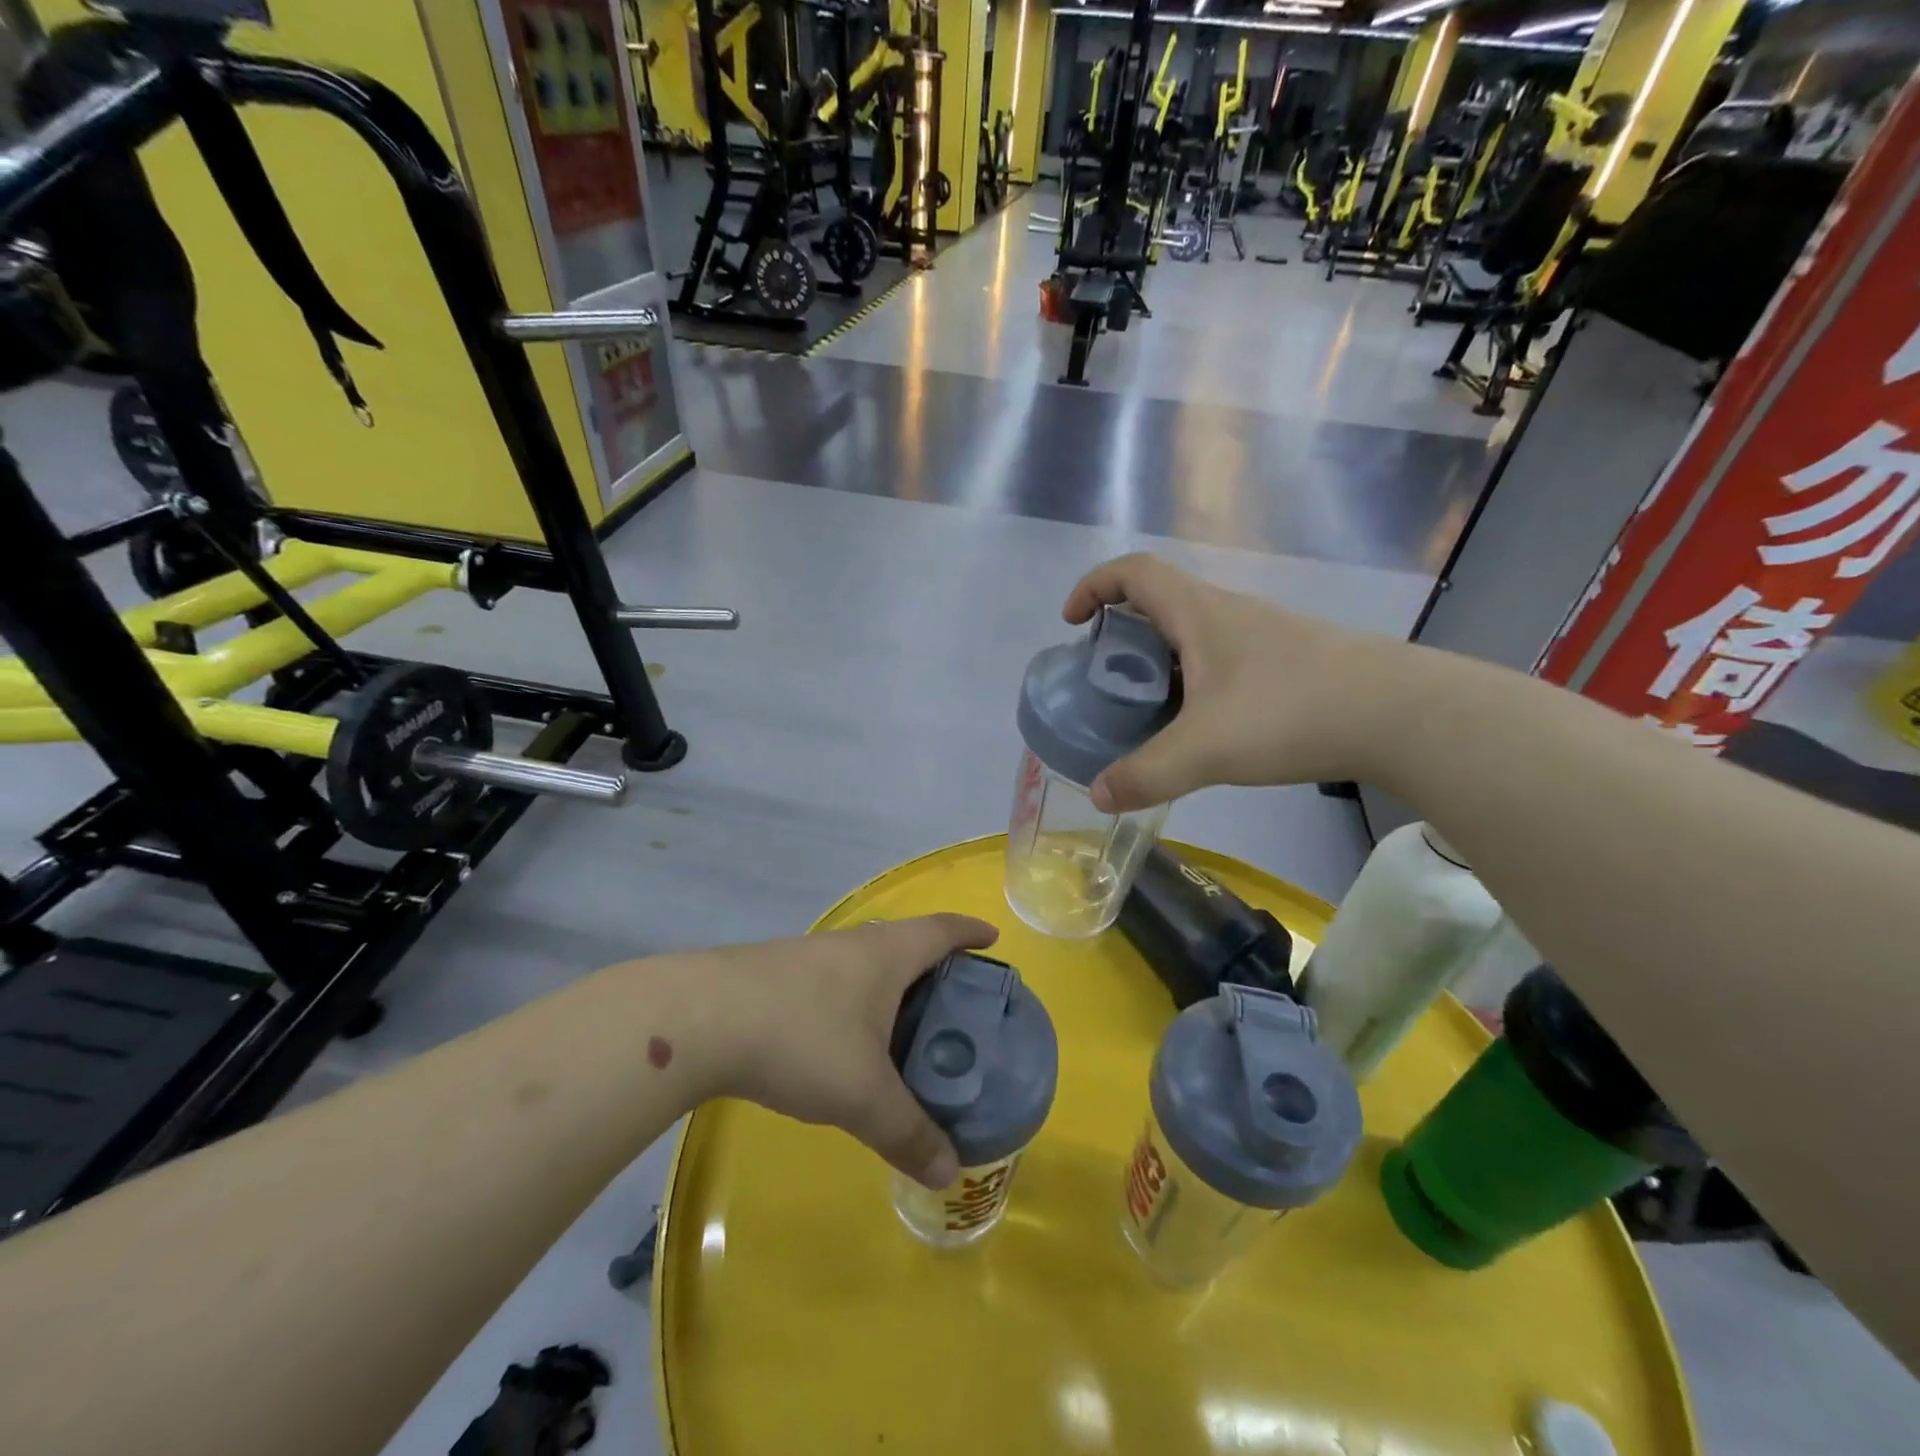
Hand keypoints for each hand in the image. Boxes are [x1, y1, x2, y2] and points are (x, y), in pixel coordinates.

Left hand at [698, 914, 999, 1189]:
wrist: (700, 1018)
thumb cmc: (802, 1038)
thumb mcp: (863, 1094)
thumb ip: (909, 1133)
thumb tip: (950, 1173)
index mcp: (887, 954)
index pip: (942, 929)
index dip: (970, 932)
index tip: (991, 940)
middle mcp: (854, 944)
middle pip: (907, 942)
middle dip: (935, 965)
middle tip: (954, 1004)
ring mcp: (812, 955)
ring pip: (867, 963)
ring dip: (892, 985)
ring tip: (904, 1026)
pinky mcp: (778, 975)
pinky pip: (836, 981)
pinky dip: (856, 1001)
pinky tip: (843, 1039)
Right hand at [1063, 554, 1411, 809]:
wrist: (1401, 714)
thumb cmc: (1290, 711)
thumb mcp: (1205, 749)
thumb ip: (1146, 774)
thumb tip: (1098, 795)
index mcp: (1198, 613)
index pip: (1134, 572)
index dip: (1094, 586)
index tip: (1073, 622)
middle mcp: (1229, 613)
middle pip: (1160, 602)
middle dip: (1122, 633)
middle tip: (1106, 680)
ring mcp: (1264, 635)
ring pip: (1195, 634)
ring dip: (1161, 661)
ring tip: (1148, 710)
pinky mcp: (1290, 662)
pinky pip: (1223, 659)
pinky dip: (1196, 681)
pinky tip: (1204, 726)